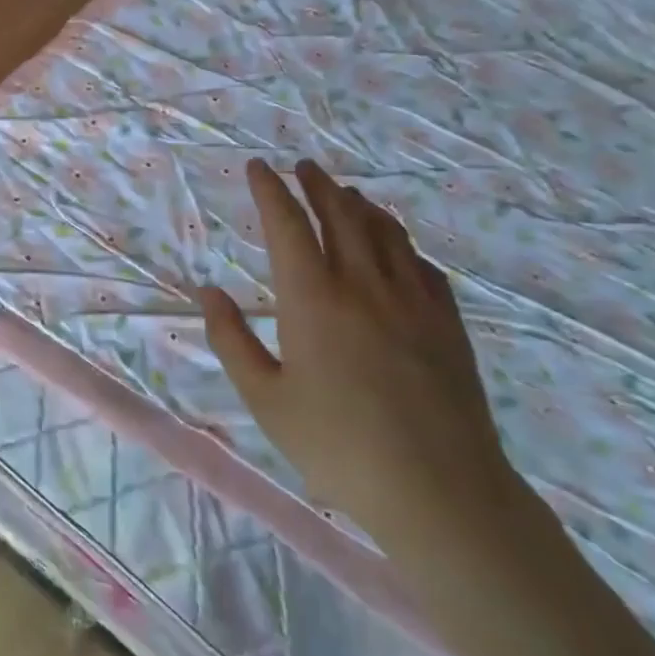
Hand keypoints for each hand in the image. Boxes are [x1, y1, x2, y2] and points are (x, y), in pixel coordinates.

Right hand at [196, 159, 519, 550]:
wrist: (439, 489)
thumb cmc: (336, 445)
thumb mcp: (264, 398)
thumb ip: (231, 339)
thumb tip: (208, 290)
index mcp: (312, 298)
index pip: (287, 225)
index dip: (270, 191)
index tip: (258, 167)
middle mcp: (363, 284)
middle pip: (340, 215)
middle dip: (317, 185)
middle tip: (303, 166)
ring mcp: (412, 300)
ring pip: (385, 232)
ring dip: (360, 205)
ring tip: (346, 193)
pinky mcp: (447, 322)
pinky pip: (422, 265)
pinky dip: (401, 243)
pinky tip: (397, 248)